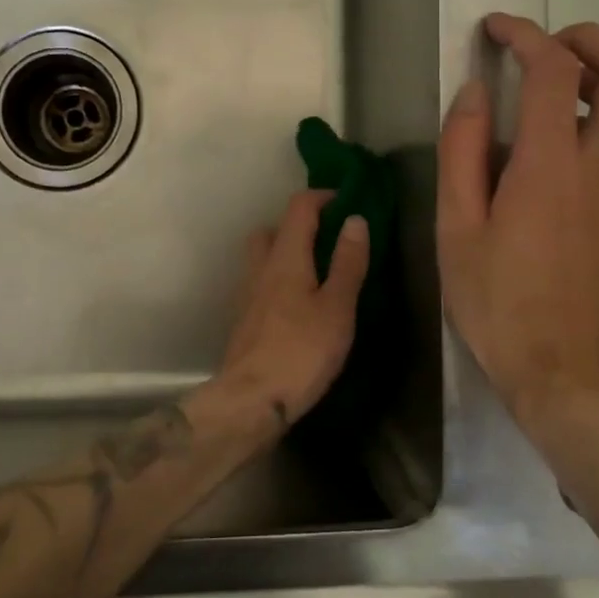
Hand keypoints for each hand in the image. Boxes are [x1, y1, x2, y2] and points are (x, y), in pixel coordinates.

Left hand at [219, 190, 369, 422]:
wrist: (251, 400)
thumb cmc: (301, 351)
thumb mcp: (337, 307)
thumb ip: (347, 263)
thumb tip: (355, 220)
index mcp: (286, 257)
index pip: (298, 207)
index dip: (323, 197)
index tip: (348, 202)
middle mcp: (260, 267)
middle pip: (273, 229)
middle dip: (299, 225)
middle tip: (330, 240)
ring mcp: (247, 294)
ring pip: (263, 257)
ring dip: (287, 253)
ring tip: (318, 273)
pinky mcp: (243, 319)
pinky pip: (261, 283)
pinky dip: (279, 280)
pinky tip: (298, 305)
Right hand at [437, 13, 598, 419]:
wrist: (564, 369)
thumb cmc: (497, 302)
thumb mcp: (455, 228)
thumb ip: (461, 151)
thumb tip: (472, 92)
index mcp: (550, 164)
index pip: (553, 69)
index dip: (525, 34)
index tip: (494, 28)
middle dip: (590, 37)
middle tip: (542, 46)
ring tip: (544, 83)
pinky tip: (553, 135)